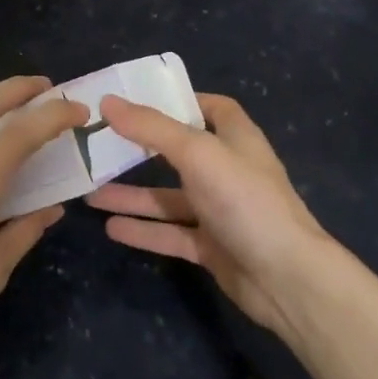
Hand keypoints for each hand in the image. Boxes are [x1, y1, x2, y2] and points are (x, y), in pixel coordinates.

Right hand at [86, 93, 331, 337]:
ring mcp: (221, 211)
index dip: (179, 101)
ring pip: (169, 197)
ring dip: (133, 195)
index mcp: (235, 138)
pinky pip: (171, 233)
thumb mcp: (196, 153)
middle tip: (100, 145)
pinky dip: (144, 230)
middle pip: (180, 152)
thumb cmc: (245, 200)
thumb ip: (151, 128)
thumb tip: (108, 100)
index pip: (210, 107)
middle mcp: (228, 170)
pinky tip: (111, 228)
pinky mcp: (213, 247)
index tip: (139, 99)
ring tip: (90, 193)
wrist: (287, 279)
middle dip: (142, 149)